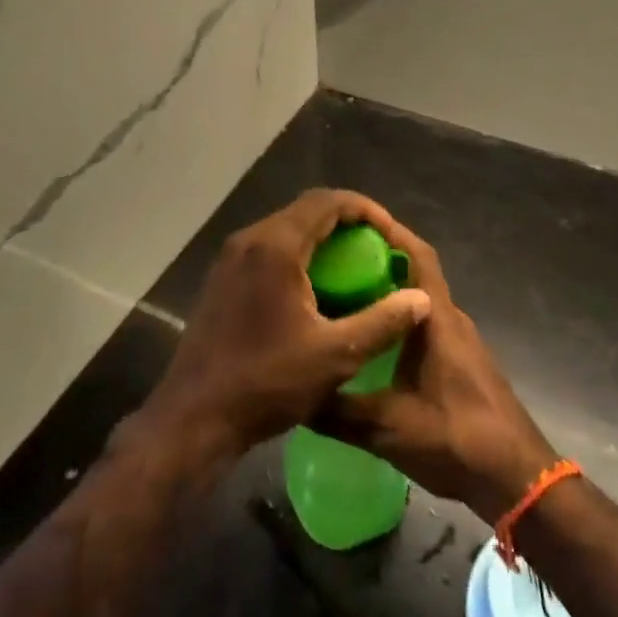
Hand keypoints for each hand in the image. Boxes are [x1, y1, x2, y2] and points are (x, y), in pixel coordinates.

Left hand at [130, 190, 431, 467]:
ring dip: (322, 240)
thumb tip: (422, 299)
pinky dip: (299, 256)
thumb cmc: (267, 382)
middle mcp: (249, 240)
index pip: (328, 202)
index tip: (391, 234)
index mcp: (275, 246)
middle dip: (347, 224)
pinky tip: (317, 291)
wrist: (195, 415)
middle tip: (378, 251)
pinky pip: (269, 250)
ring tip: (354, 269)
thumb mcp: (336, 355)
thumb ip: (383, 322)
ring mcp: (231, 258)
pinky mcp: (223, 278)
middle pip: (306, 211)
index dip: (366, 210)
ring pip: (287, 230)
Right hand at [316, 217, 556, 523]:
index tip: (355, 224)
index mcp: (438, 320)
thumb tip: (293, 396)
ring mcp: (461, 343)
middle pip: (416, 276)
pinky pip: (427, 327)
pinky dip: (400, 323)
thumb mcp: (387, 428)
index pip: (418, 256)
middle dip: (378, 263)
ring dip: (388, 296)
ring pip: (421, 304)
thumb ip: (338, 411)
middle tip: (334, 264)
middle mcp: (452, 321)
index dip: (391, 234)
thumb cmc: (457, 439)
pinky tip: (372, 344)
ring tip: (343, 300)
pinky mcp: (463, 364)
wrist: (517, 478)